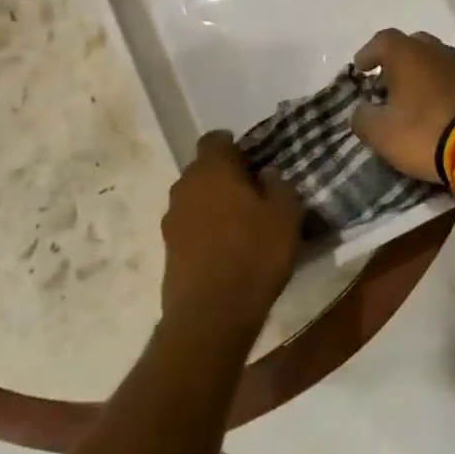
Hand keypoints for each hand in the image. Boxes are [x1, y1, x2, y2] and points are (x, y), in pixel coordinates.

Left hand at [161, 131, 304, 326]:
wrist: (211, 314)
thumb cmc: (254, 254)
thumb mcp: (286, 215)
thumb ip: (279, 186)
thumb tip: (267, 174)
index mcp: (212, 168)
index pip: (216, 139)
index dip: (235, 147)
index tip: (255, 163)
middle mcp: (184, 185)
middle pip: (203, 168)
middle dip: (225, 176)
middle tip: (254, 194)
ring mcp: (171, 218)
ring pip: (195, 198)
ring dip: (214, 204)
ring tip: (242, 225)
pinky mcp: (168, 248)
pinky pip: (190, 226)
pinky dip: (206, 230)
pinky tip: (227, 249)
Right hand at [349, 29, 454, 182]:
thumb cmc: (424, 133)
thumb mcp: (381, 134)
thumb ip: (363, 118)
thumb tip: (361, 111)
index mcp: (408, 54)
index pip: (382, 41)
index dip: (368, 54)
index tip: (360, 70)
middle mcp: (437, 51)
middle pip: (412, 46)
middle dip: (397, 62)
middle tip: (387, 84)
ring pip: (436, 62)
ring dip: (422, 75)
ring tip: (412, 99)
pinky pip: (454, 80)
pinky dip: (442, 89)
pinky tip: (438, 110)